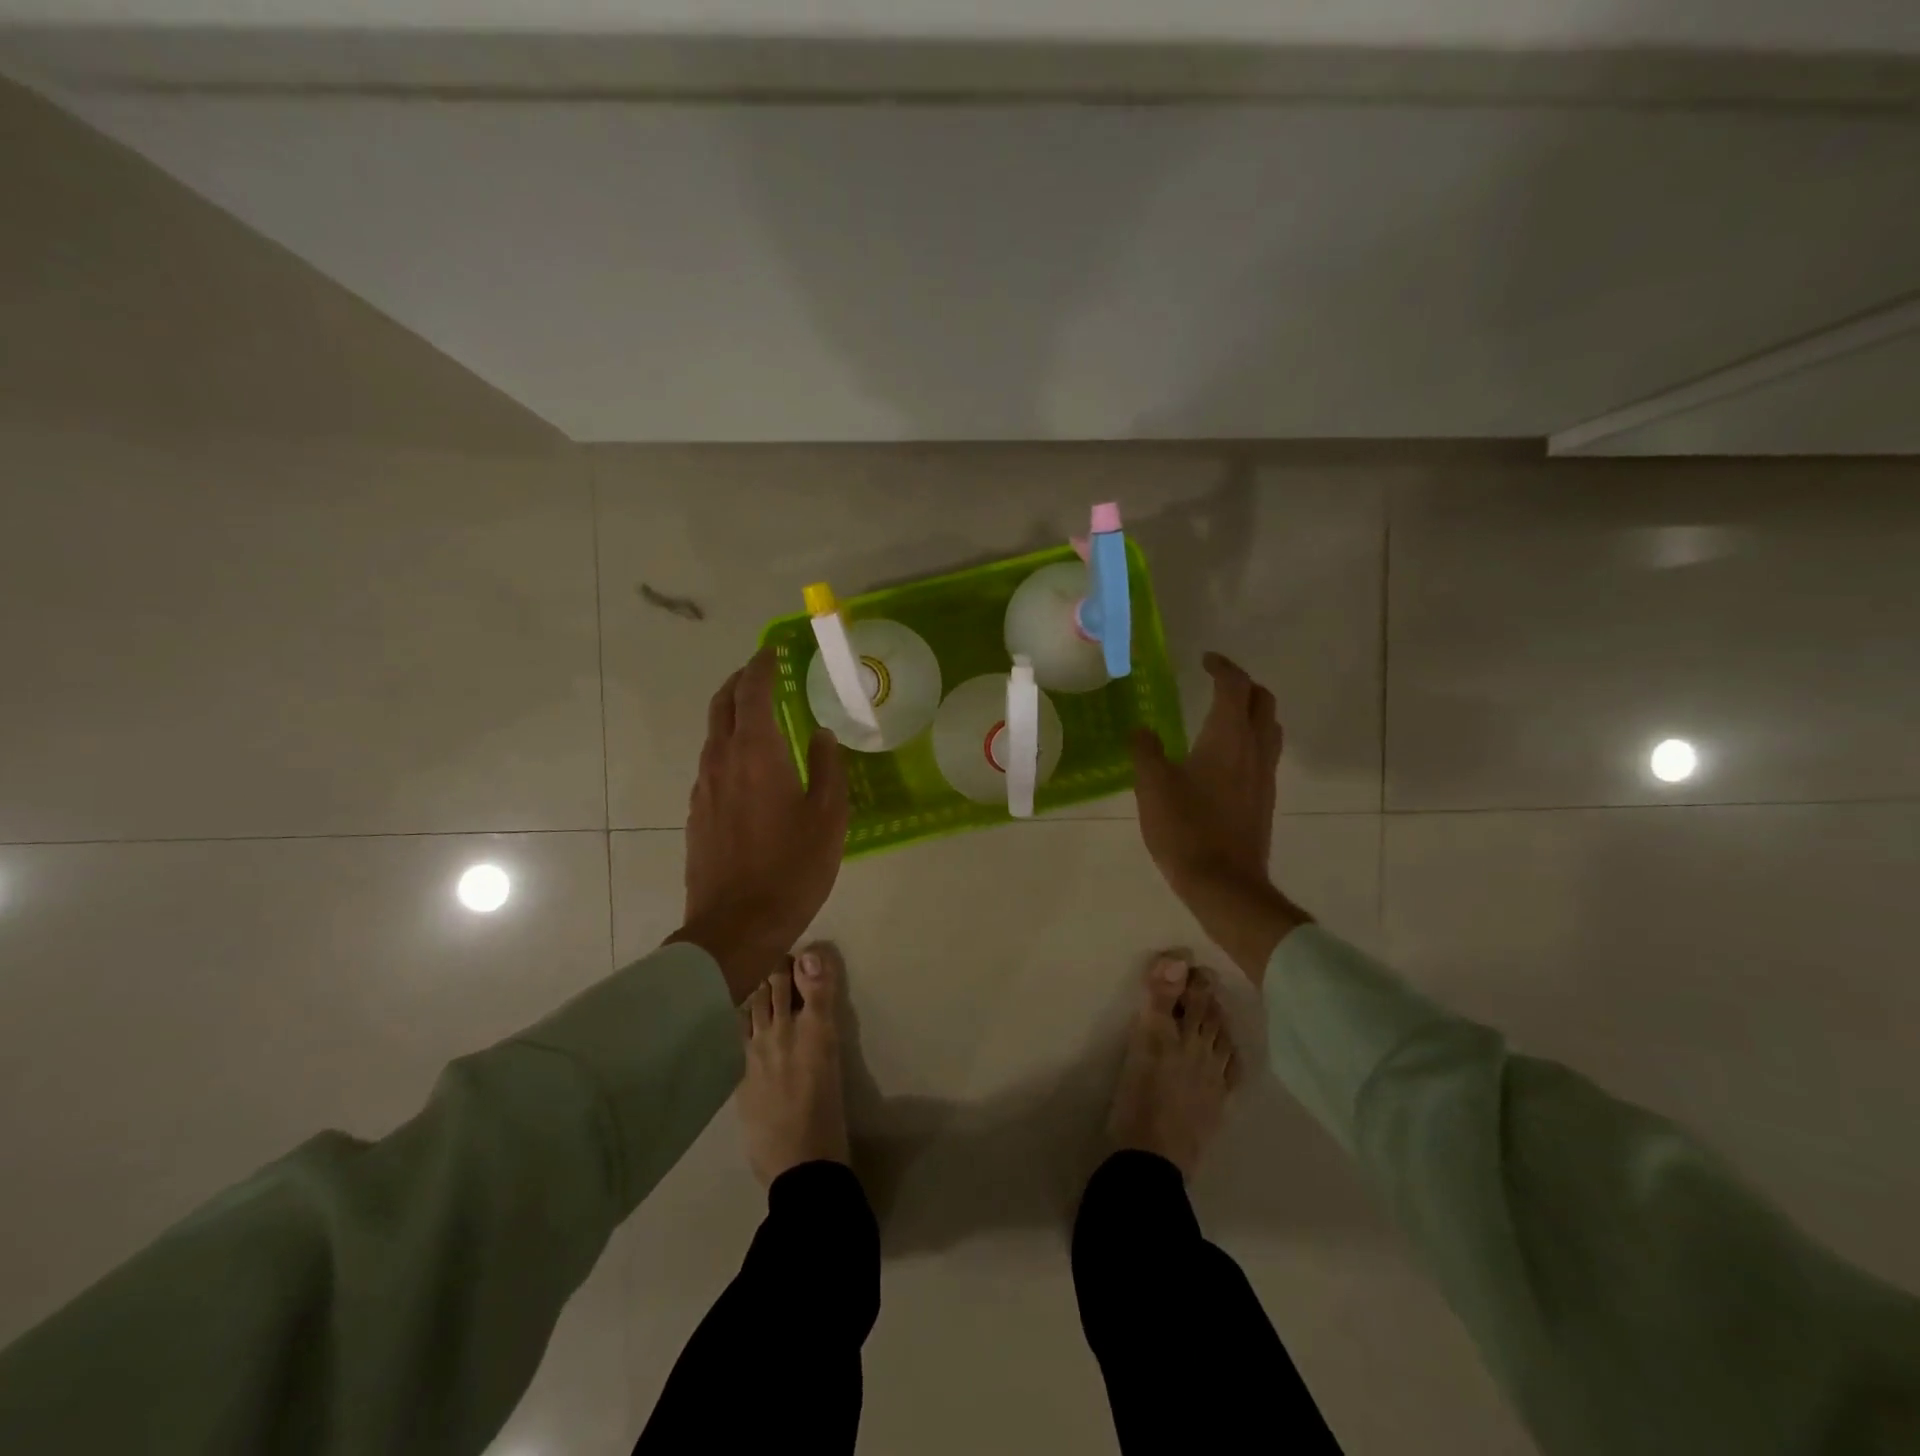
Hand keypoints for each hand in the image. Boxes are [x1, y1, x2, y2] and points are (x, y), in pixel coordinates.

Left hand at [670, 648, 848, 1002]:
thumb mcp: (828, 817)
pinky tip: (750, 765)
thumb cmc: (792, 868)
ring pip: (712, 734)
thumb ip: (827, 767)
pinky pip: (712, 763)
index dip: (761, 666)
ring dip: (732, 714)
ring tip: (759, 715)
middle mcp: (721, 760)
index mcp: (756, 752)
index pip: (752, 692)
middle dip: (740, 682)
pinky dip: (728, 745)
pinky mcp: (697, 813)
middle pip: (722, 705)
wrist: (736, 926)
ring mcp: (704, 787)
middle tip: (762, 673)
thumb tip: (821, 734)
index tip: (772, 651)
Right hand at [1132, 652, 1308, 982]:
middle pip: (1263, 701)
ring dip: (1252, 711)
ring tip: (1223, 714)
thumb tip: (1141, 730)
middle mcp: (1254, 749)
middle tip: (1216, 683)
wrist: (1224, 883)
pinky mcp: (1264, 799)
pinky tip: (1224, 757)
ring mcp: (1264, 775)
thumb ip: (1145, 751)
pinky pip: (1265, 753)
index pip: (1234, 686)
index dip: (1221, 667)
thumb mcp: (1152, 786)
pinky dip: (1250, 738)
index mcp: (1228, 737)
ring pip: (1269, 727)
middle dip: (1243, 684)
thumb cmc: (1185, 829)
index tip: (1204, 660)